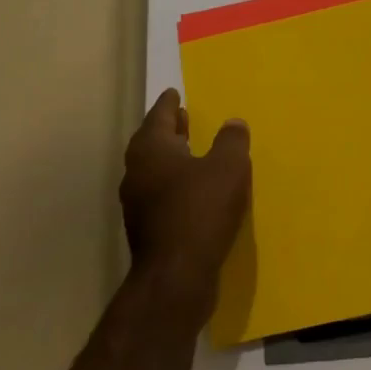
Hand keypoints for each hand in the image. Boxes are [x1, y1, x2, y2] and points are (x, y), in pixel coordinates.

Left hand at [121, 89, 250, 316]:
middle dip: (169, 129)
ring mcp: (137, 202)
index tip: (174, 93)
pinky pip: (160, 193)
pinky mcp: (146, 228)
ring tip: (192, 151)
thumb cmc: (201, 210)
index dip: (169, 103)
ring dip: (171, 157)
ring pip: (154, 169)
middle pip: (152, 141)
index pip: (159, 115)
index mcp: (151, 148)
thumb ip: (232, 141)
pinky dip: (174, 183)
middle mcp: (137, 171)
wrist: (176, 276)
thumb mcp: (228, 167)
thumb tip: (233, 123)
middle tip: (183, 117)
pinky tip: (194, 189)